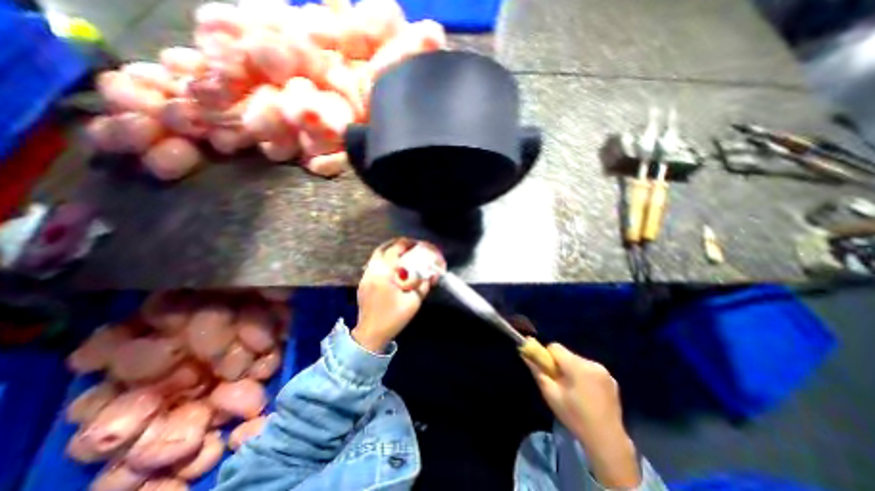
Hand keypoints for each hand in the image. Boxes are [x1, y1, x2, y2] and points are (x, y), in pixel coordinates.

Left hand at [351, 237, 444, 349]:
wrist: (371, 334)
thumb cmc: (393, 319)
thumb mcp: (413, 302)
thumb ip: (423, 285)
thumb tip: (432, 274)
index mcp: (384, 275)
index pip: (396, 250)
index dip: (408, 244)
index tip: (418, 244)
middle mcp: (372, 271)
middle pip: (384, 248)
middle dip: (399, 244)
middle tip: (411, 246)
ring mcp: (365, 276)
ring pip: (376, 254)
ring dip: (390, 250)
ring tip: (403, 252)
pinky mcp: (363, 281)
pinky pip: (373, 263)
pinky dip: (384, 259)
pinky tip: (393, 266)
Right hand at [526, 343, 640, 488]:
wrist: (608, 441)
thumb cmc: (575, 417)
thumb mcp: (551, 394)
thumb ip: (537, 371)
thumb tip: (525, 354)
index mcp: (577, 366)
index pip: (555, 347)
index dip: (547, 356)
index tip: (548, 371)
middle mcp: (591, 363)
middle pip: (567, 355)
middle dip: (560, 365)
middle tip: (560, 385)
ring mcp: (604, 371)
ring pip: (578, 362)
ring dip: (572, 371)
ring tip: (574, 392)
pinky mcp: (611, 380)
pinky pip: (590, 370)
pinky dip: (585, 377)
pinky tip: (587, 395)